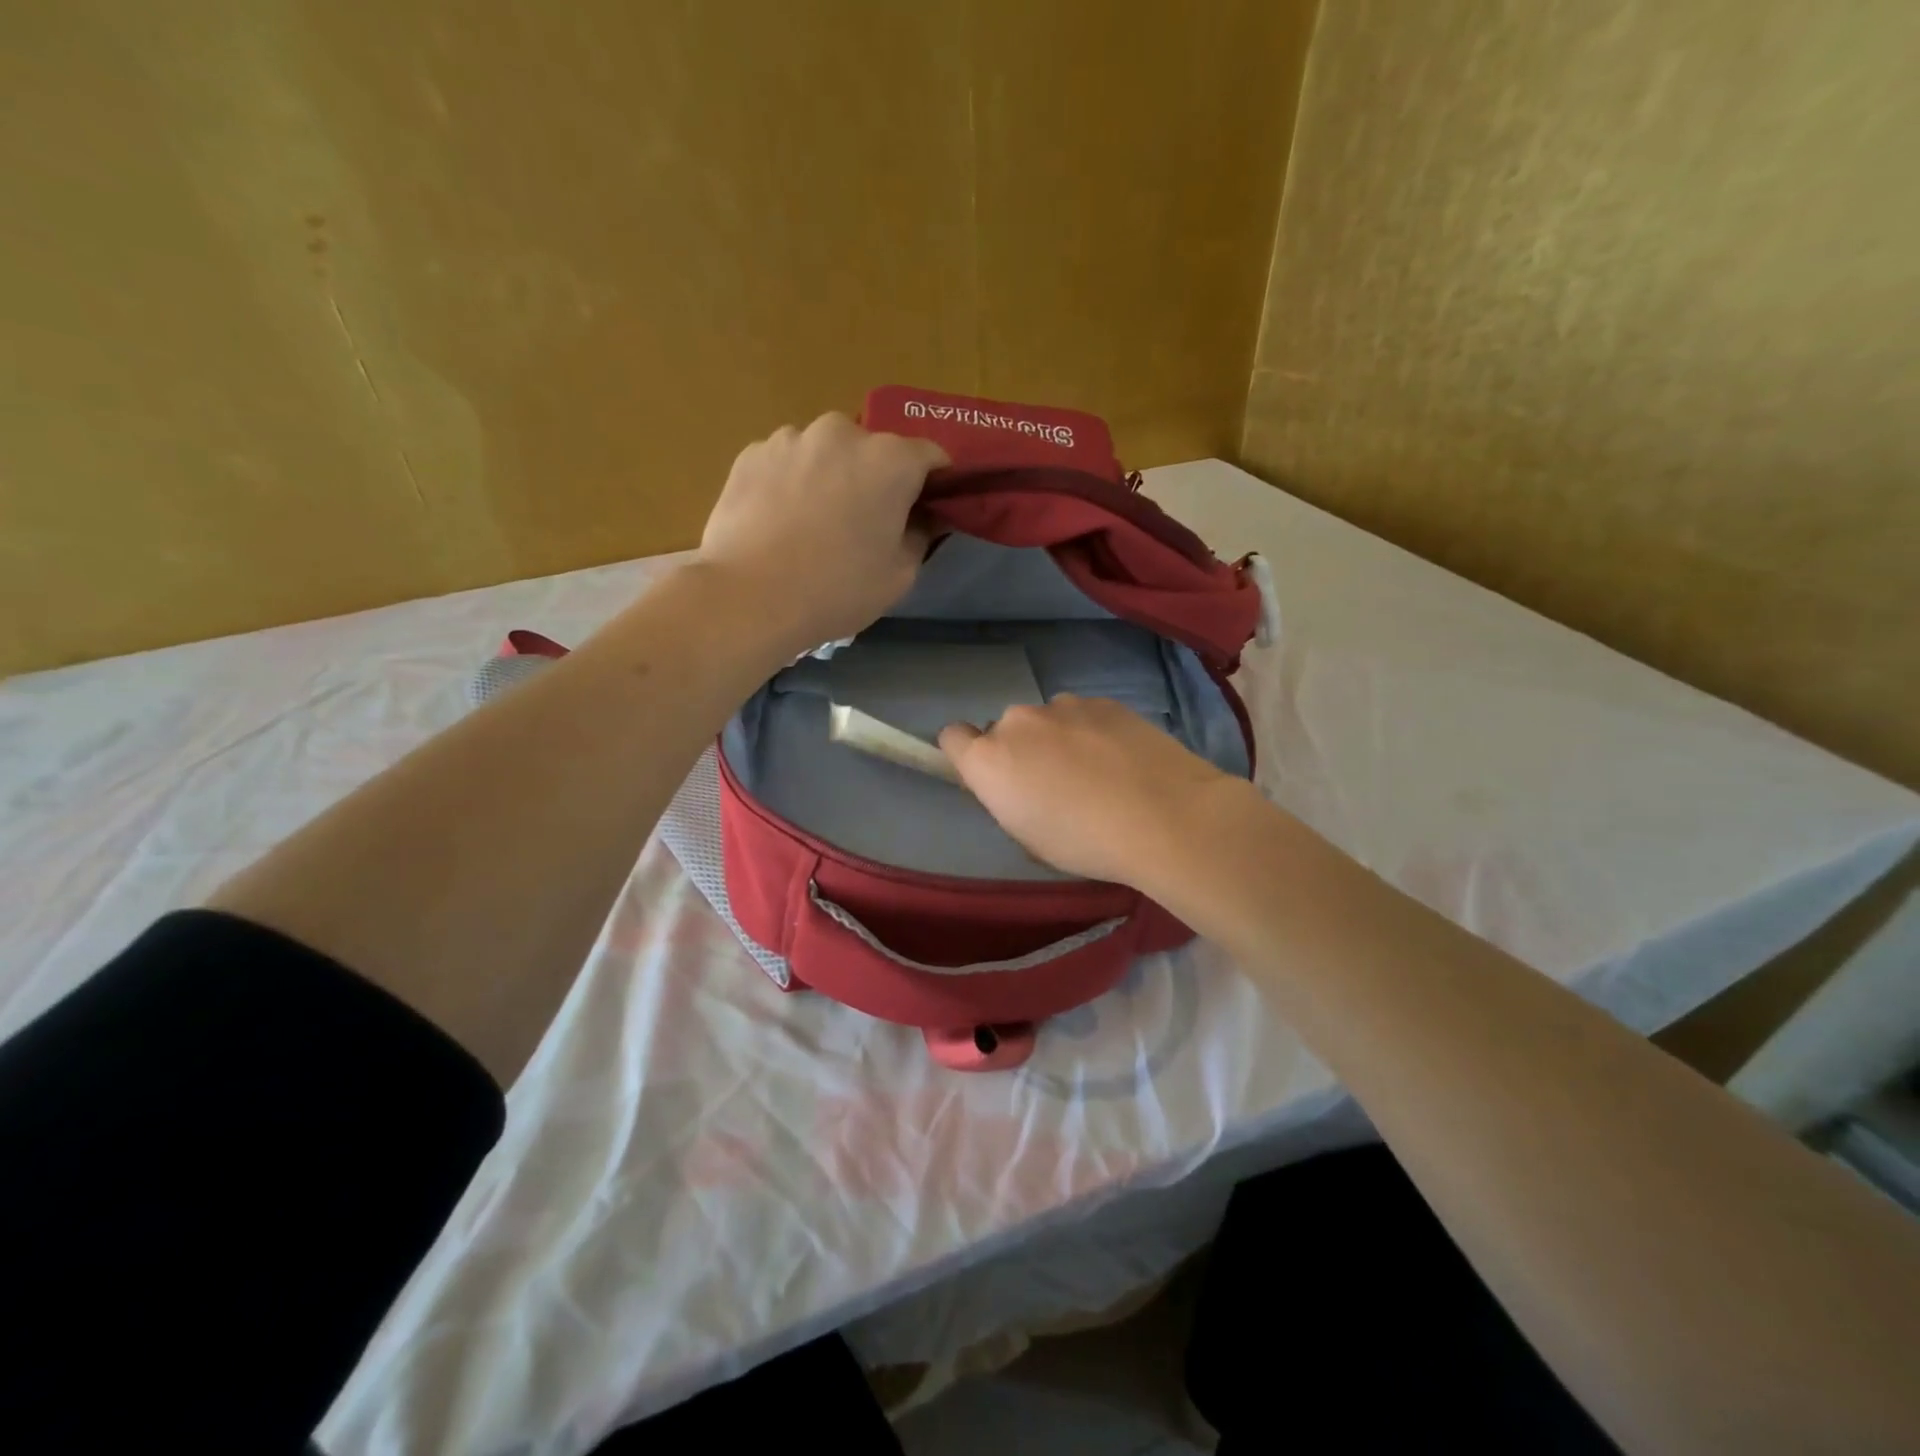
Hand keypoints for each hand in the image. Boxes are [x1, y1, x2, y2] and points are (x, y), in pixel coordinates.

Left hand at [697, 412, 947, 653]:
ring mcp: (791, 438)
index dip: (934, 483)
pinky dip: (792, 482)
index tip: (925, 510)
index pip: (931, 455)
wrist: (749, 597)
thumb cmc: (837, 589)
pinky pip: (787, 462)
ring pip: (826, 453)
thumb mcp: (899, 575)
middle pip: (874, 450)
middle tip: (865, 523)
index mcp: (890, 460)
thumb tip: (923, 517)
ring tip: (814, 524)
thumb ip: (921, 535)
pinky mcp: (751, 453)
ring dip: (831, 477)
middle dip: (876, 478)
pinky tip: (780, 522)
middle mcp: (843, 433)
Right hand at [939, 695, 1247, 886]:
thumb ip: (1009, 800)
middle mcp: (1018, 722)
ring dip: (1058, 740)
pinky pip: (1083, 716)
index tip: (993, 778)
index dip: (967, 756)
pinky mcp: (1105, 702)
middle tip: (1055, 785)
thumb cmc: (1086, 844)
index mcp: (989, 759)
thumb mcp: (1030, 839)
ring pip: (1047, 721)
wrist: (1167, 818)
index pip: (952, 738)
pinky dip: (1093, 733)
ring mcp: (1064, 706)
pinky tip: (1123, 761)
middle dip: (1020, 752)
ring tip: (1098, 773)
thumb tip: (1016, 784)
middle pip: (1004, 730)